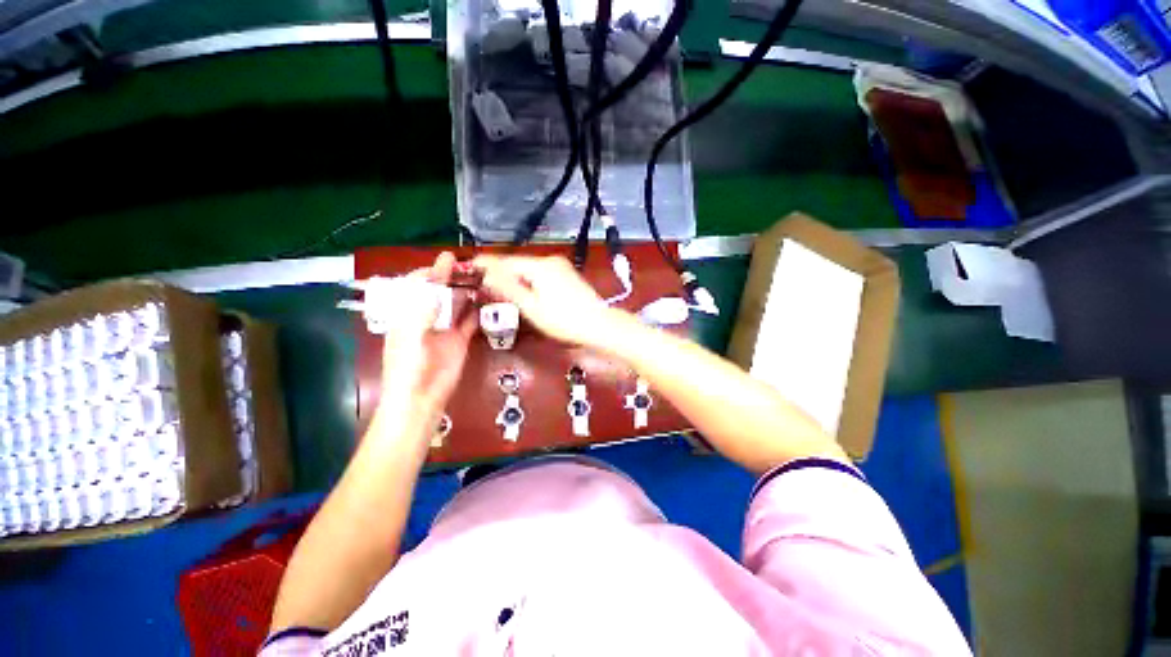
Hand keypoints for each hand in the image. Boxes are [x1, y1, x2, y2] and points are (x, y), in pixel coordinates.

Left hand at [379, 252, 476, 416]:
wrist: (421, 398)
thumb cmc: (408, 367)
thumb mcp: (410, 335)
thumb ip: (422, 309)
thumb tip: (434, 283)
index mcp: (408, 314)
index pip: (418, 286)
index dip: (430, 272)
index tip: (447, 261)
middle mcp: (426, 318)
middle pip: (439, 293)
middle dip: (452, 279)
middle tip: (470, 267)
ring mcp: (445, 329)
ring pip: (456, 305)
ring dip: (467, 293)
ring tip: (482, 279)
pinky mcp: (460, 340)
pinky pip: (470, 322)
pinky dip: (478, 312)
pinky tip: (487, 302)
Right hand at [472, 254, 619, 347]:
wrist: (599, 325)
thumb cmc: (564, 320)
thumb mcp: (532, 307)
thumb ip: (509, 289)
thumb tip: (487, 274)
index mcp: (540, 266)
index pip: (507, 261)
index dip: (488, 264)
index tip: (470, 264)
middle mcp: (550, 261)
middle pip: (519, 264)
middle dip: (501, 272)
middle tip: (482, 281)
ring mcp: (561, 267)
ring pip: (530, 269)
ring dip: (515, 277)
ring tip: (498, 286)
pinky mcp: (567, 274)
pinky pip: (541, 274)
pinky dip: (529, 280)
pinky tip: (523, 289)